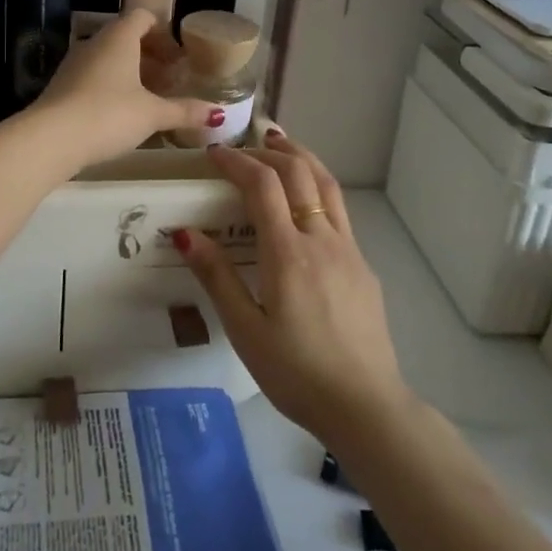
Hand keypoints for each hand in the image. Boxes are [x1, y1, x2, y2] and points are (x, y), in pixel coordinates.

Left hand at [26, 9, 219, 168]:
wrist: (50, 139)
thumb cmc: (108, 115)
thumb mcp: (152, 114)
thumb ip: (184, 111)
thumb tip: (217, 113)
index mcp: (118, 38)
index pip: (142, 17)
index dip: (163, 32)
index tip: (178, 57)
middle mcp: (94, 43)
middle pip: (125, 37)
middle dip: (150, 55)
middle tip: (169, 79)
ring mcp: (74, 64)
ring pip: (108, 58)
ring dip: (130, 72)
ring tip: (149, 98)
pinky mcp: (61, 86)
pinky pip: (93, 76)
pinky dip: (111, 86)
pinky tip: (121, 113)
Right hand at [175, 129, 412, 445]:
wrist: (366, 405)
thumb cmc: (296, 372)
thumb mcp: (245, 331)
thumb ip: (217, 277)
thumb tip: (185, 233)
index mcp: (288, 253)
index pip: (263, 184)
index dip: (237, 161)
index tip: (214, 154)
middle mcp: (322, 239)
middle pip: (300, 172)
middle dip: (269, 151)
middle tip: (244, 146)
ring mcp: (350, 250)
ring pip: (327, 185)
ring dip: (301, 158)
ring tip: (280, 145)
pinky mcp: (364, 266)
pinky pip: (339, 210)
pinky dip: (317, 186)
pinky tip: (306, 202)